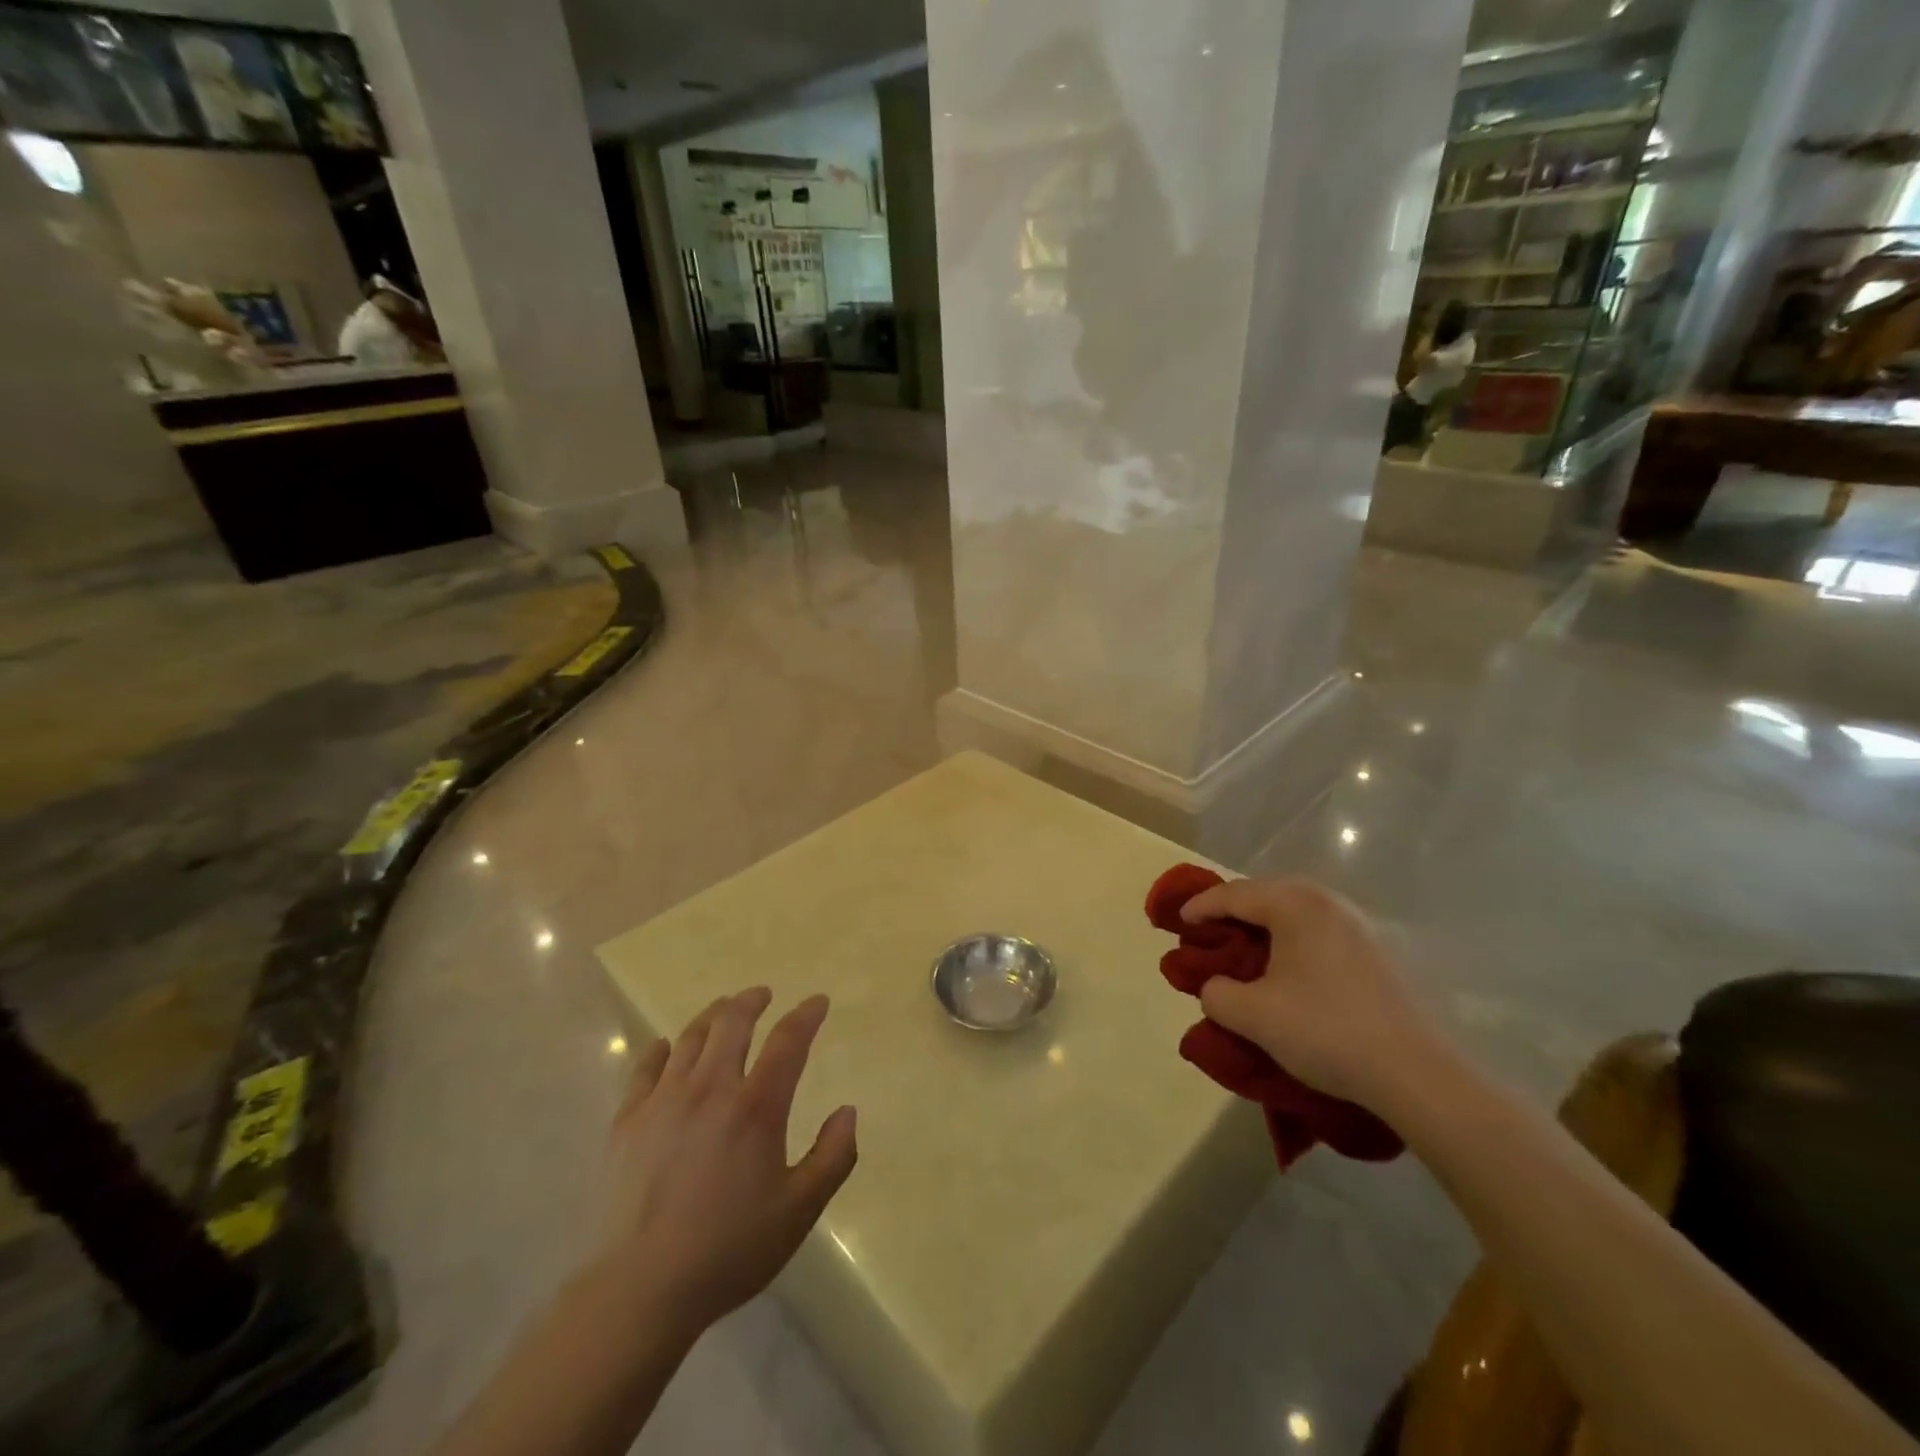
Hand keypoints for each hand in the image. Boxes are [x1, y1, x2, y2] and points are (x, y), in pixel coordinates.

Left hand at [586, 989, 856, 1340]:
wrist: (641, 1289)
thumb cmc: (729, 1249)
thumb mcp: (800, 1210)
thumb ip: (833, 1156)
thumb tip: (848, 1111)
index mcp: (756, 1106)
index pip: (788, 1041)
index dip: (806, 1015)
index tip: (818, 1001)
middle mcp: (710, 1088)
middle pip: (732, 1022)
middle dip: (751, 1001)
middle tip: (762, 995)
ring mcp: (664, 1100)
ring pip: (689, 1037)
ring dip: (712, 1016)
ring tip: (723, 1011)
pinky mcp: (628, 1120)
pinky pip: (645, 1067)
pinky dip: (660, 1049)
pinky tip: (666, 1047)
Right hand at [1181, 877, 1443, 1115]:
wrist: (1416, 1074)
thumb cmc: (1325, 1031)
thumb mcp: (1252, 1016)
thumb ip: (1216, 993)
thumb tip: (1216, 986)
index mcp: (1295, 905)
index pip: (1233, 894)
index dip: (1200, 907)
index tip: (1178, 923)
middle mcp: (1328, 902)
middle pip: (1266, 893)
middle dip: (1233, 910)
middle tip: (1209, 933)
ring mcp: (1358, 925)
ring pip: (1295, 911)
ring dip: (1264, 925)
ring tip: (1245, 950)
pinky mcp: (1377, 951)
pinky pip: (1318, 930)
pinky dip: (1292, 939)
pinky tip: (1287, 968)